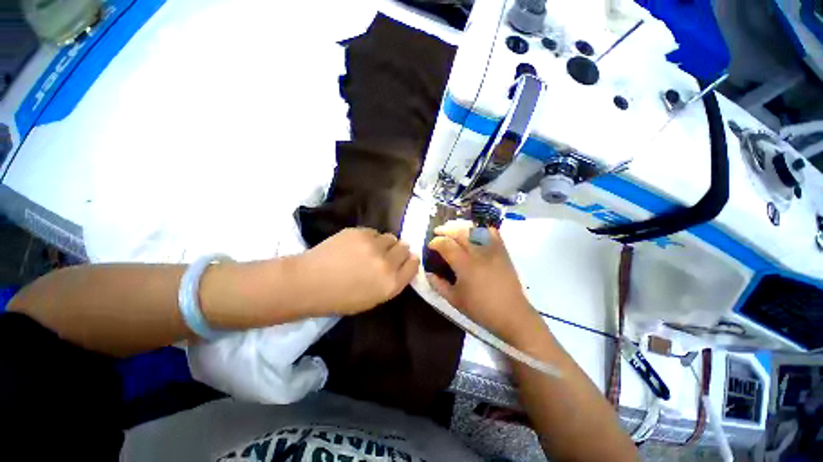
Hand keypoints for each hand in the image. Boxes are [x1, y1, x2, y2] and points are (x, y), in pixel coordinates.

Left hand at [293, 228, 418, 315]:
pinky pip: (374, 232)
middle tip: (386, 255)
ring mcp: (374, 245)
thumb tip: (404, 263)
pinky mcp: (360, 232)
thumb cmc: (341, 298)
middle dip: (398, 251)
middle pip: (405, 248)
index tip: (404, 260)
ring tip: (371, 249)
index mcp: (391, 283)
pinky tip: (357, 245)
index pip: (414, 264)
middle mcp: (387, 263)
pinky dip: (370, 238)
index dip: (410, 261)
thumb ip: (392, 282)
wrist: (310, 282)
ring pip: (391, 237)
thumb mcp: (373, 299)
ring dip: (385, 243)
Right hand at [427, 220, 542, 341]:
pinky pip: (492, 233)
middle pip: (459, 232)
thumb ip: (438, 284)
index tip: (430, 246)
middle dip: (446, 230)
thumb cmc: (480, 309)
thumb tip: (428, 273)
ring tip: (454, 232)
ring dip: (461, 228)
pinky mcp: (503, 251)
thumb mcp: (454, 299)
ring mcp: (492, 250)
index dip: (435, 242)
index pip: (446, 244)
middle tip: (438, 233)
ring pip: (474, 230)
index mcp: (465, 265)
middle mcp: (478, 253)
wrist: (512, 314)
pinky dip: (481, 230)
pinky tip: (475, 235)